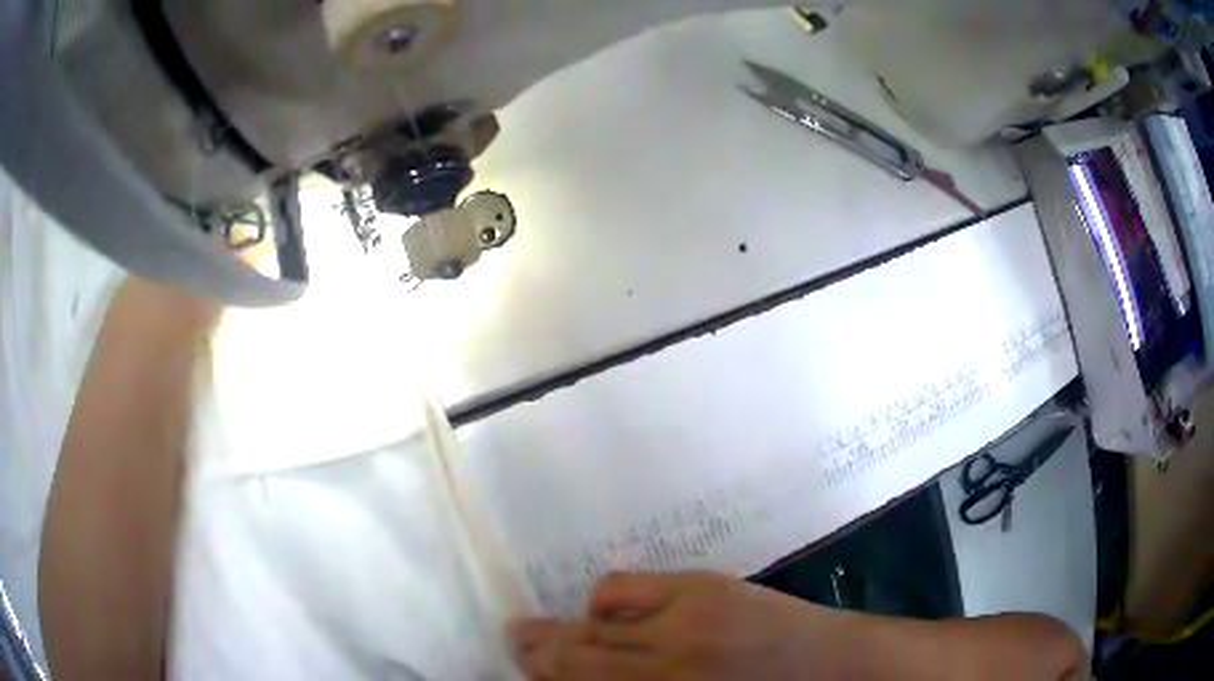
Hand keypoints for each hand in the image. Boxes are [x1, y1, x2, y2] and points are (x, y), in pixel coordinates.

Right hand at [508, 571, 860, 679]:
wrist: (836, 668)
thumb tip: (594, 675)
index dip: (546, 677)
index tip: (523, 669)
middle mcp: (662, 662)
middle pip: (578, 656)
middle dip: (539, 653)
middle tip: (513, 643)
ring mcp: (682, 619)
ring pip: (596, 623)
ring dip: (565, 628)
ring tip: (539, 628)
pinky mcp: (703, 587)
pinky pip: (629, 587)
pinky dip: (607, 599)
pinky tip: (605, 608)